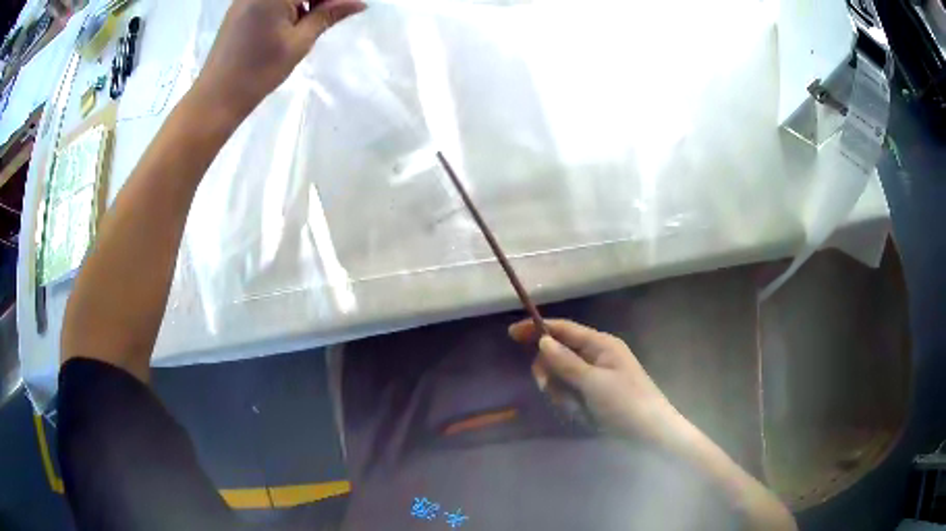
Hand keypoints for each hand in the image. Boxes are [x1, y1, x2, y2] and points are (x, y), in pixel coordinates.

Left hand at [194, 0, 365, 120]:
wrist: (216, 97)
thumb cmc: (259, 71)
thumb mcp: (299, 42)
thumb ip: (328, 15)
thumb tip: (359, 3)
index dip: (332, 0)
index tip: (349, 7)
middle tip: (332, 14)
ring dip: (304, 2)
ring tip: (309, 22)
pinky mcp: (240, 7)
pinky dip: (286, 5)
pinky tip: (290, 22)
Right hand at [509, 319, 680, 441]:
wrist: (650, 435)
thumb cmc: (626, 404)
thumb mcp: (594, 383)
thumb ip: (566, 362)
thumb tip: (542, 340)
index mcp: (601, 345)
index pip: (564, 329)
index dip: (538, 328)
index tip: (511, 334)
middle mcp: (598, 357)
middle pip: (559, 355)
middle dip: (550, 372)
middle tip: (547, 388)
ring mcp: (596, 378)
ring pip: (561, 378)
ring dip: (561, 393)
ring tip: (576, 408)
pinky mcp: (595, 396)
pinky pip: (570, 394)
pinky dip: (570, 404)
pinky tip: (582, 415)